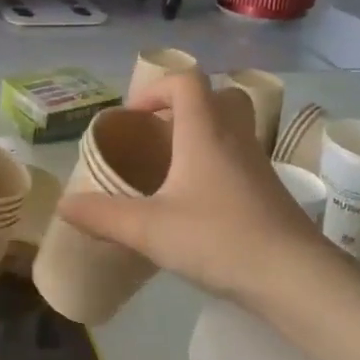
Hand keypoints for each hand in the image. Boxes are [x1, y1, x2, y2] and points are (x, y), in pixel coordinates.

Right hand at [58, 72, 343, 311]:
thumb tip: (63, 206)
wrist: (295, 277)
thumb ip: (103, 215)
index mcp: (204, 132)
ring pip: (233, 125)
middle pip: (217, 95)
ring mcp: (257, 163)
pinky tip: (198, 200)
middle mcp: (235, 137)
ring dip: (203, 132)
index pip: (186, 81)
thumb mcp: (149, 229)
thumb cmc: (219, 239)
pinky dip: (218, 161)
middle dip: (184, 106)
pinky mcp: (269, 190)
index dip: (155, 89)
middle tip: (157, 135)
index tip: (132, 119)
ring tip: (173, 166)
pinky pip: (241, 156)